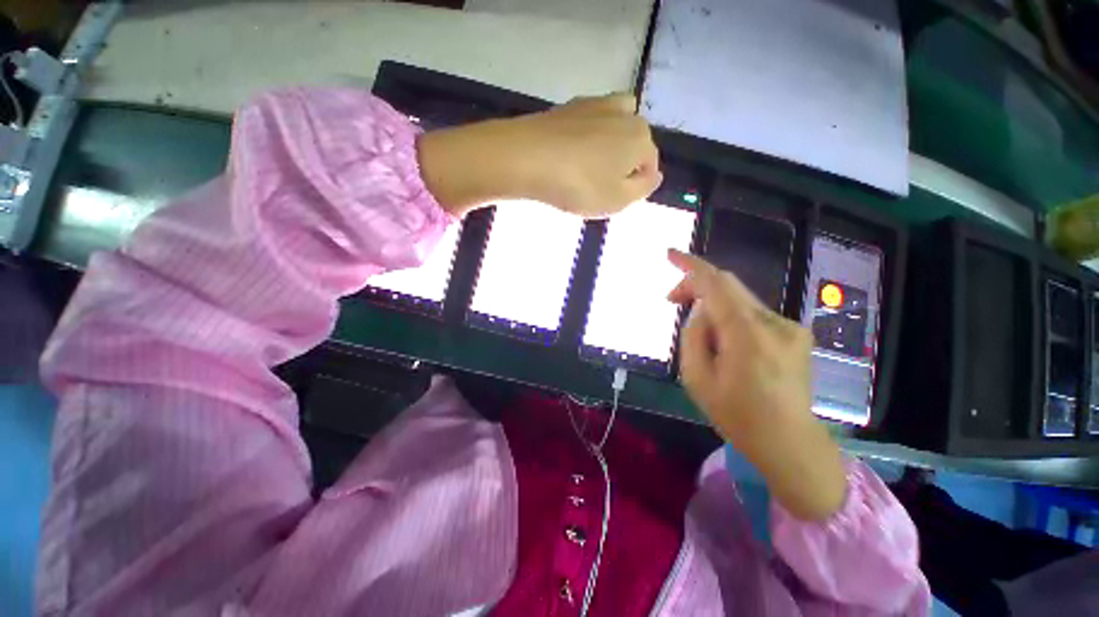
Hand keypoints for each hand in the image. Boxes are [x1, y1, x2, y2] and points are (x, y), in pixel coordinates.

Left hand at [417, 94, 661, 217]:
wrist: (526, 158)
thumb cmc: (578, 185)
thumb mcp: (618, 200)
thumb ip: (643, 189)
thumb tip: (654, 175)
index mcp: (640, 137)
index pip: (649, 165)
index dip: (635, 186)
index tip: (613, 200)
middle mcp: (623, 113)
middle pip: (633, 144)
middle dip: (623, 164)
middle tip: (600, 187)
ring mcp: (594, 105)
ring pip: (613, 129)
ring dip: (607, 148)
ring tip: (587, 170)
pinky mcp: (568, 107)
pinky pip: (587, 125)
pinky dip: (585, 139)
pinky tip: (569, 156)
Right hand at [668, 249, 846, 520]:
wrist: (790, 442)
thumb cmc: (737, 415)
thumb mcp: (697, 379)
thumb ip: (693, 336)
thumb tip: (700, 312)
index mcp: (747, 335)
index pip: (716, 283)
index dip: (690, 265)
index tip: (670, 254)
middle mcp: (774, 322)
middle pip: (729, 285)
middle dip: (696, 285)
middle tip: (673, 301)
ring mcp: (789, 326)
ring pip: (740, 299)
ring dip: (713, 304)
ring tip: (700, 332)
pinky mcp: (795, 333)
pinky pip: (752, 312)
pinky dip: (731, 315)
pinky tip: (726, 342)